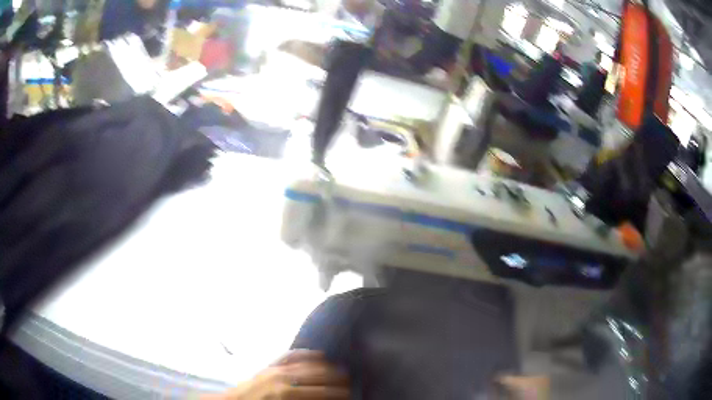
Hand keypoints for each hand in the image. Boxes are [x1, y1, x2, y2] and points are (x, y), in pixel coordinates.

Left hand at [204, 350, 349, 399]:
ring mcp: (275, 369)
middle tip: (350, 381)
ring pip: (308, 363)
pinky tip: (318, 355)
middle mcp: (283, 378)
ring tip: (340, 369)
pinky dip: (307, 354)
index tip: (351, 394)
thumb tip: (325, 399)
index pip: (322, 392)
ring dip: (327, 366)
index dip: (339, 393)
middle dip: (337, 378)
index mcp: (288, 395)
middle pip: (318, 375)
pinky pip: (291, 355)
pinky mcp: (269, 365)